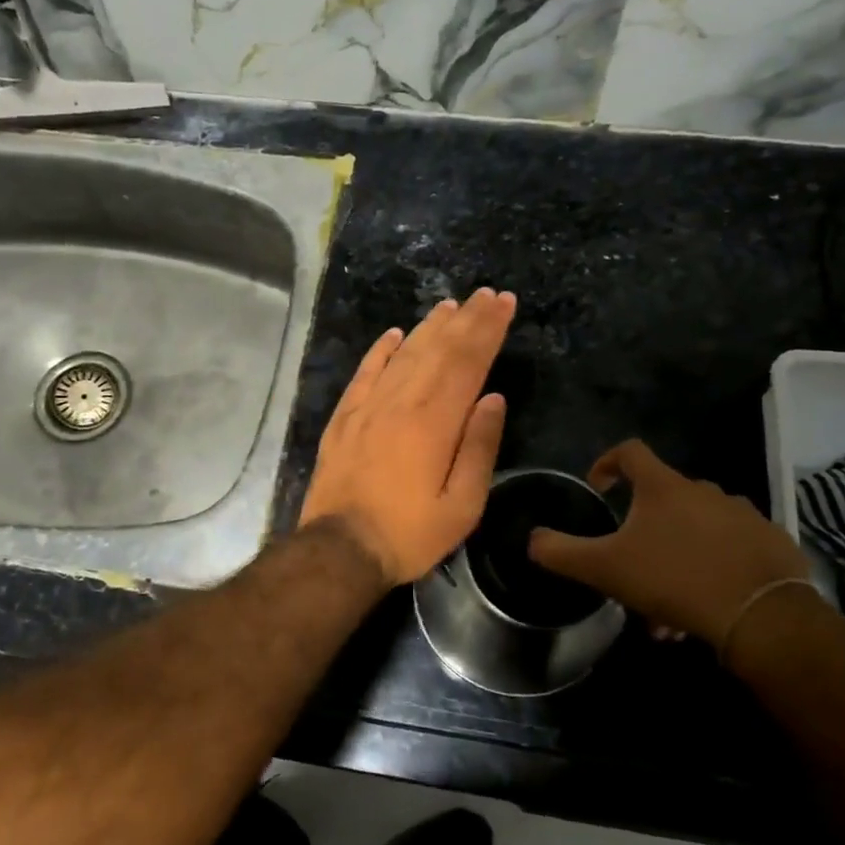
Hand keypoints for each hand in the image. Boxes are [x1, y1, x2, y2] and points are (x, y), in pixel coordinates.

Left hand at [301, 290, 515, 586]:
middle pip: (437, 349)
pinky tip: (393, 335)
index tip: (504, 302)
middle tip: (485, 294)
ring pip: (403, 354)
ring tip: (449, 306)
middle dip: (465, 319)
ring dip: (428, 327)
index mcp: (435, 422)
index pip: (467, 361)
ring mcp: (368, 407)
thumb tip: (494, 398)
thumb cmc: (409, 533)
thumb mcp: (462, 505)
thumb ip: (479, 447)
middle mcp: (401, 402)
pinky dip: (380, 350)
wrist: (340, 550)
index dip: (488, 329)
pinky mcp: (344, 418)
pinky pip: (365, 373)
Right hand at [527, 440, 807, 644]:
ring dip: (676, 554)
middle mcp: (705, 490)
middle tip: (631, 565)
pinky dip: (712, 568)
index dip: (608, 462)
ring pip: (697, 529)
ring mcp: (743, 515)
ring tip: (667, 603)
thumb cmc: (674, 579)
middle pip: (664, 497)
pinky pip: (730, 549)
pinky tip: (704, 604)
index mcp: (664, 487)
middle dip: (643, 528)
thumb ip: (561, 552)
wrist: (762, 615)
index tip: (599, 487)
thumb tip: (531, 539)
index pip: (630, 451)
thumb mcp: (604, 568)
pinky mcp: (771, 543)